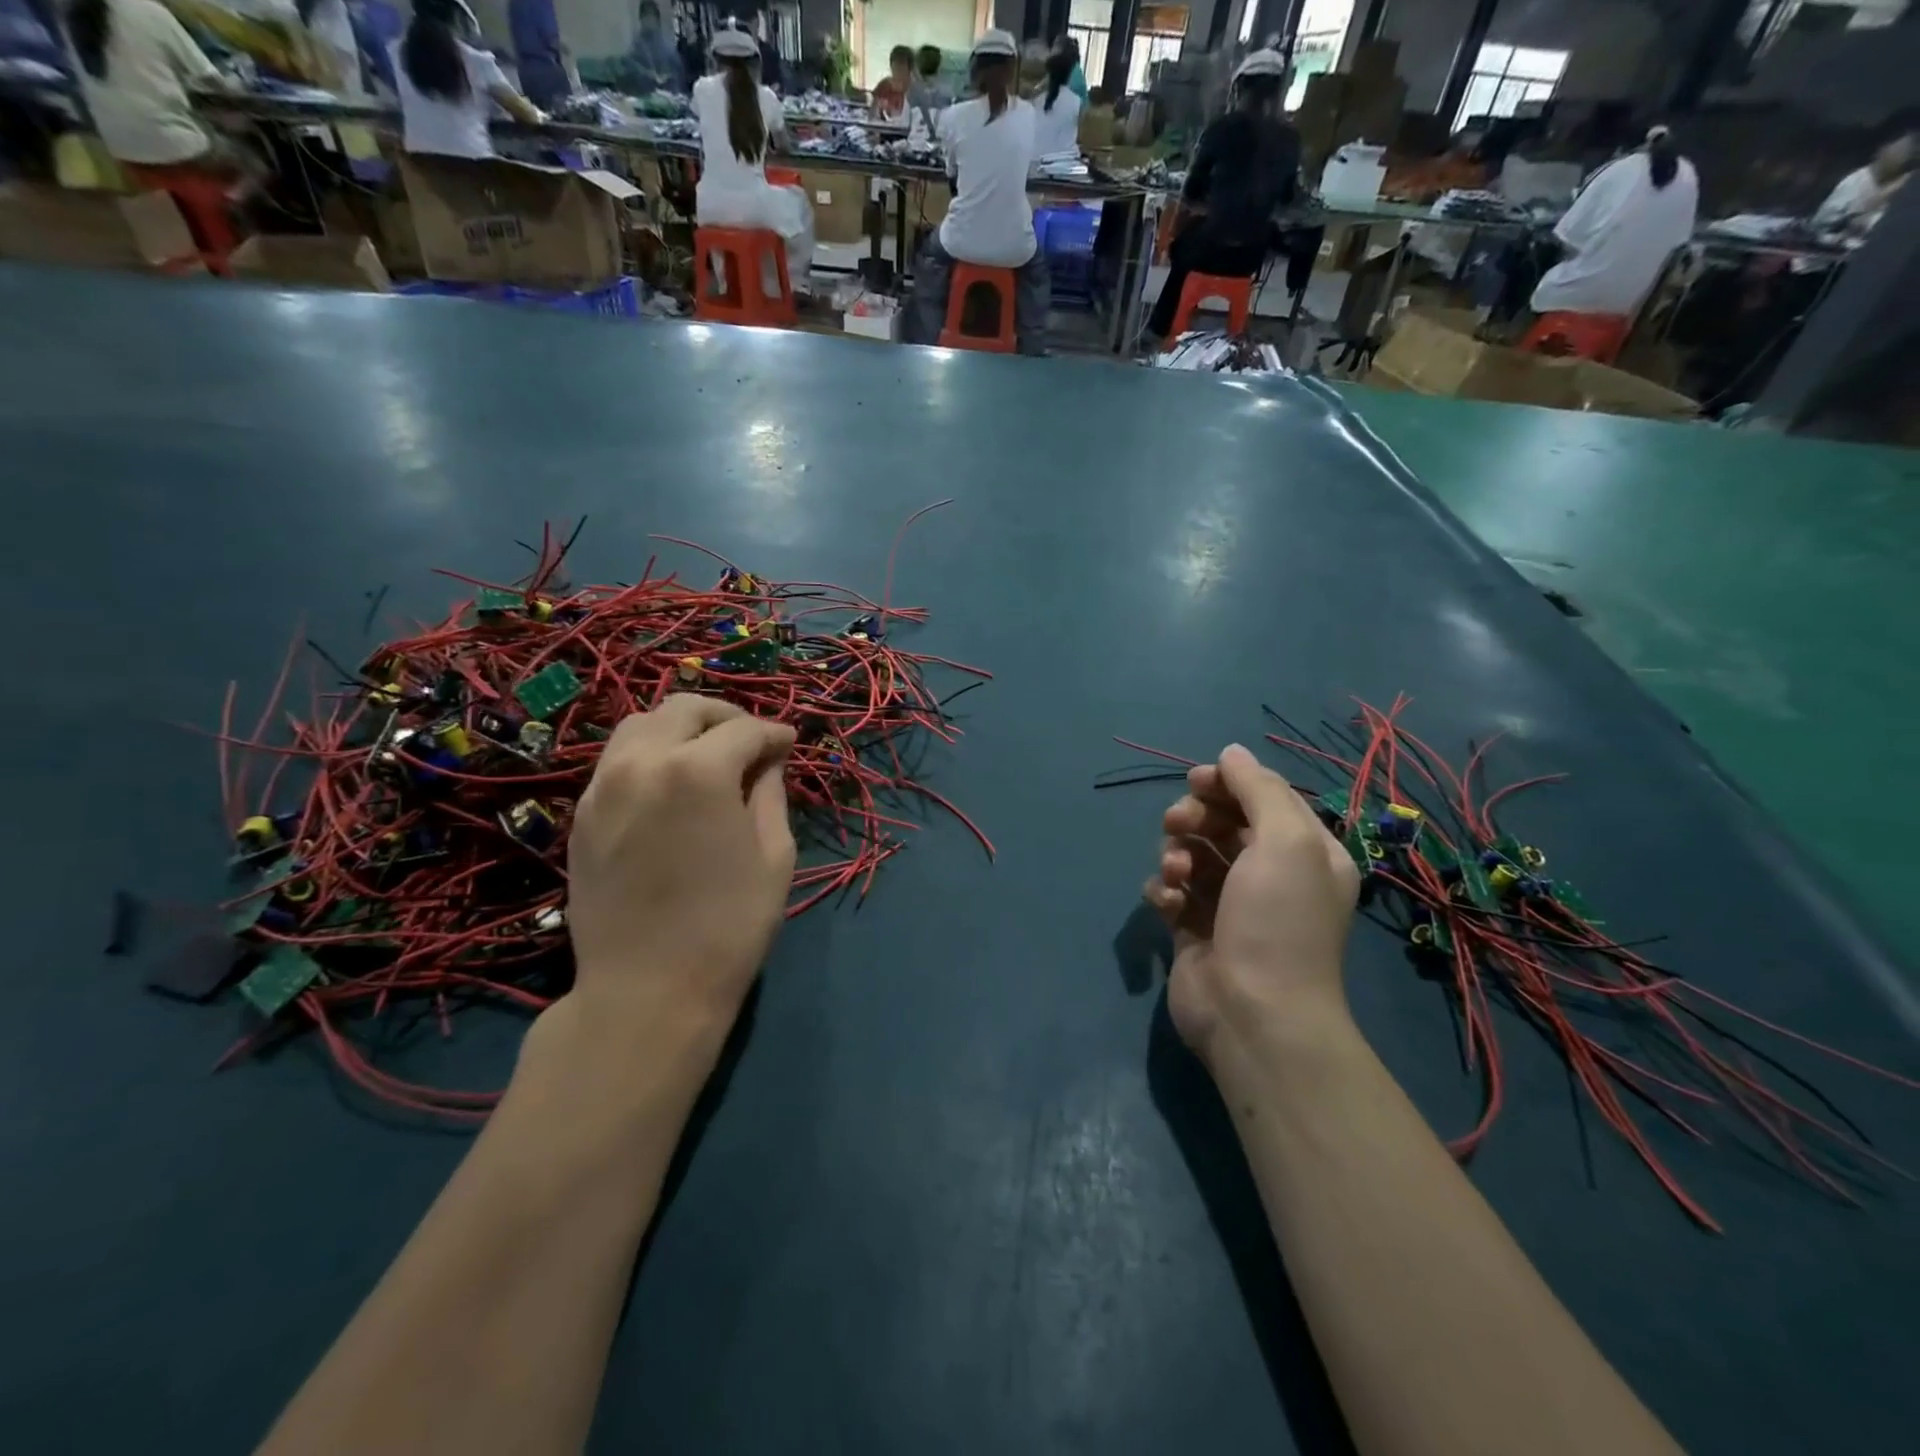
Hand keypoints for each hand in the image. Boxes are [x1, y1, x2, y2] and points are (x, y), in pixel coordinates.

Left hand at [563, 695, 795, 1037]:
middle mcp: (642, 762)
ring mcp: (603, 786)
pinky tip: (672, 784)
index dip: (774, 733)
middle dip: (725, 716)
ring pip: (642, 724)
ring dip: (682, 728)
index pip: (743, 729)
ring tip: (708, 755)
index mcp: (698, 771)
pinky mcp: (581, 813)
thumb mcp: (774, 855)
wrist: (647, 991)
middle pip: (685, 709)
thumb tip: (768, 758)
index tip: (790, 744)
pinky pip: (618, 759)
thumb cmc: (729, 926)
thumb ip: (770, 793)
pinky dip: (650, 754)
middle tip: (751, 741)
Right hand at [1143, 744, 1359, 1064]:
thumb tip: (1232, 752)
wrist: (1254, 1015)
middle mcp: (1269, 874)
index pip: (1263, 797)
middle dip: (1194, 818)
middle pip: (1222, 822)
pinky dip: (1164, 891)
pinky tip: (1168, 905)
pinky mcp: (1193, 929)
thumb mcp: (1286, 841)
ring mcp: (1228, 904)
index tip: (1196, 780)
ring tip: (1176, 875)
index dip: (1227, 782)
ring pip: (1191, 854)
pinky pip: (1171, 892)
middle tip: (1177, 826)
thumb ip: (1259, 788)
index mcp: (1304, 851)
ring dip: (1176, 854)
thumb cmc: (1278, 921)